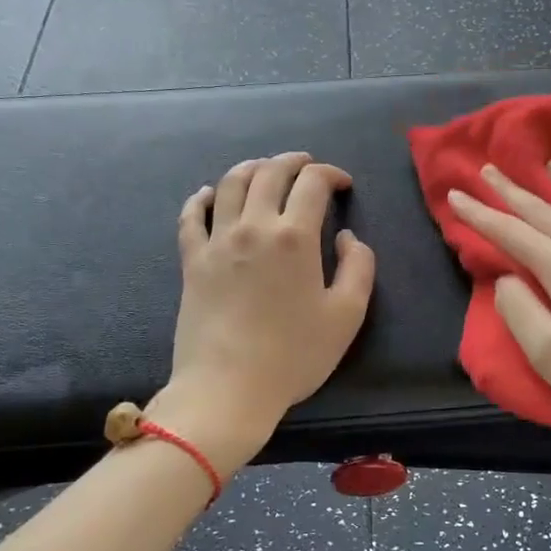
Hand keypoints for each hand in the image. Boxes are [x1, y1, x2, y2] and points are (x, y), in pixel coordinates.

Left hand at [154, 153, 376, 472]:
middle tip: (307, 166)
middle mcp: (254, 226)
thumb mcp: (347, 315)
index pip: (313, 183)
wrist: (228, 388)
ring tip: (265, 169)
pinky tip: (207, 194)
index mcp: (294, 236)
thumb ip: (359, 267)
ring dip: (252, 168)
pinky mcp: (191, 261)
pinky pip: (191, 217)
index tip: (343, 185)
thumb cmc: (293, 355)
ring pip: (230, 184)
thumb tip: (346, 236)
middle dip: (293, 162)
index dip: (331, 174)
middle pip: (270, 173)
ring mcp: (217, 241)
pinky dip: (201, 198)